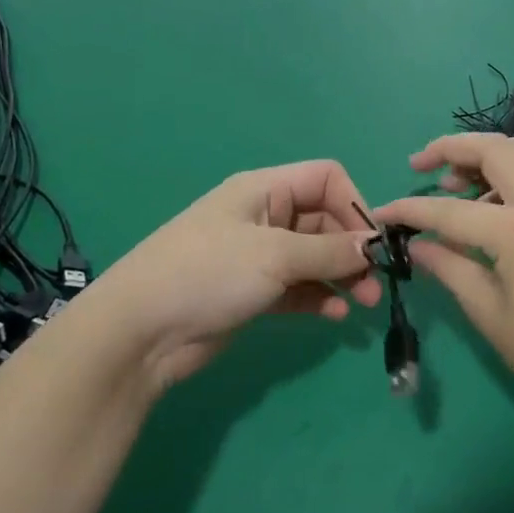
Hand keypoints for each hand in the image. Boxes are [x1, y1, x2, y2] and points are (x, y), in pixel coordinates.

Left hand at [91, 161, 381, 390]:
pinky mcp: (253, 292)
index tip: (373, 242)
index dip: (354, 205)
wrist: (138, 333)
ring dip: (341, 276)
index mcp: (265, 190)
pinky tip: (333, 316)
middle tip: (375, 284)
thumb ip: (330, 251)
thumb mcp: (275, 256)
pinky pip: (298, 287)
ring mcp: (258, 256)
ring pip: (314, 257)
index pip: (326, 179)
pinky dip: (319, 297)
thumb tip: (375, 245)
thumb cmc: (208, 273)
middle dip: (352, 249)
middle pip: (325, 221)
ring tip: (362, 304)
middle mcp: (265, 216)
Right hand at [375, 133, 513, 416]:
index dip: (410, 209)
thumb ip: (448, 267)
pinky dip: (508, 173)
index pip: (450, 210)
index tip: (383, 212)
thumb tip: (416, 245)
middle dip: (451, 147)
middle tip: (420, 165)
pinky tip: (487, 207)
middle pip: (495, 148)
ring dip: (484, 154)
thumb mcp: (488, 313)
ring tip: (453, 184)